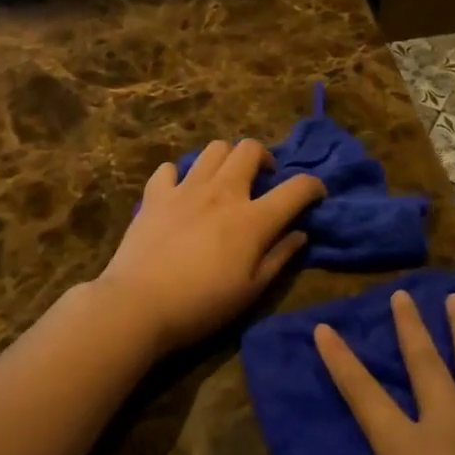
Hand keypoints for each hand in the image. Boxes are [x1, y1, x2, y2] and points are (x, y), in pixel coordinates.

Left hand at [97, 139, 326, 357]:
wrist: (139, 305)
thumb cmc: (202, 305)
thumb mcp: (251, 290)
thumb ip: (279, 257)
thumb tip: (300, 234)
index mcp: (252, 219)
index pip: (296, 188)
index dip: (313, 186)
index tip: (315, 195)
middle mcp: (223, 192)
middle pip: (249, 149)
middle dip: (264, 157)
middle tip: (263, 178)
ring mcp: (186, 189)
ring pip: (213, 149)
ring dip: (226, 158)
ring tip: (225, 179)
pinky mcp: (155, 195)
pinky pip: (169, 168)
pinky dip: (179, 175)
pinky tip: (181, 191)